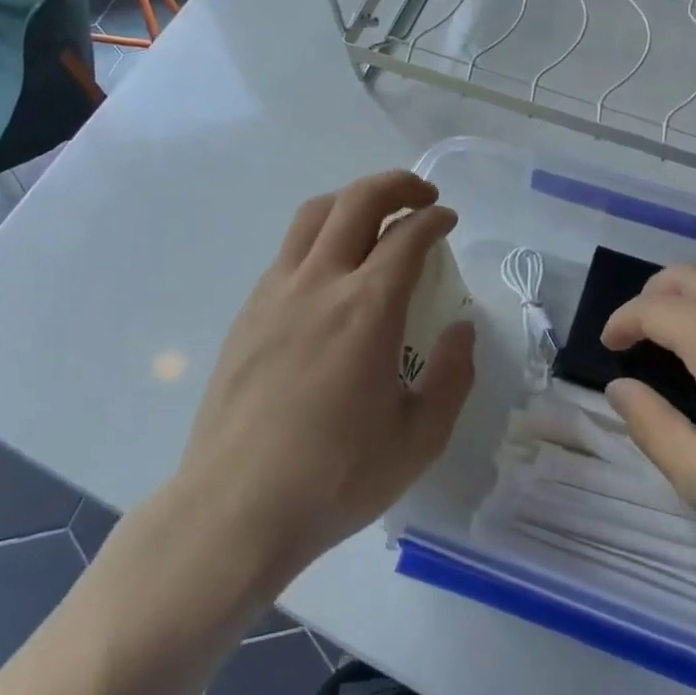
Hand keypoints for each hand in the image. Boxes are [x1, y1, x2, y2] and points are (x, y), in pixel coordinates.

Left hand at [172, 170, 475, 584]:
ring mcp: (275, 293)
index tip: (448, 220)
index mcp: (367, 308)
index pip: (407, 235)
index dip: (434, 219)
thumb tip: (460, 330)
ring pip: (313, 215)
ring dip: (350, 201)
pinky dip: (319, 237)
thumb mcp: (419, 438)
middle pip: (356, 201)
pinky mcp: (247, 313)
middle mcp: (320, 284)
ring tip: (373, 217)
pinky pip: (287, 251)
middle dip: (395, 185)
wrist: (235, 508)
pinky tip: (330, 273)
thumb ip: (452, 376)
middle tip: (420, 196)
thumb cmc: (335, 477)